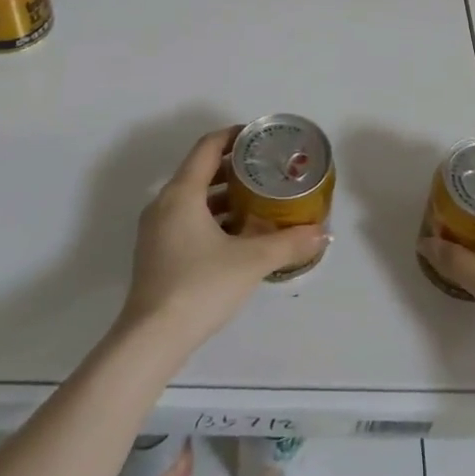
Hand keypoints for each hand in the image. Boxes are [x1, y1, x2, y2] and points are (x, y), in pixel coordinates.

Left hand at [117, 126, 328, 353]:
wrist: (151, 339)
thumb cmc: (200, 287)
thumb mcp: (251, 262)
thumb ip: (288, 243)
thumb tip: (322, 233)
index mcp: (182, 193)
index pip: (208, 146)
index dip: (234, 135)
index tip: (260, 136)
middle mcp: (164, 204)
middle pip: (200, 170)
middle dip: (234, 167)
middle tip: (267, 170)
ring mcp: (156, 230)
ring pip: (193, 198)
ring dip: (224, 195)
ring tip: (258, 201)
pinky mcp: (156, 252)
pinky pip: (186, 219)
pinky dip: (211, 217)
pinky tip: (238, 235)